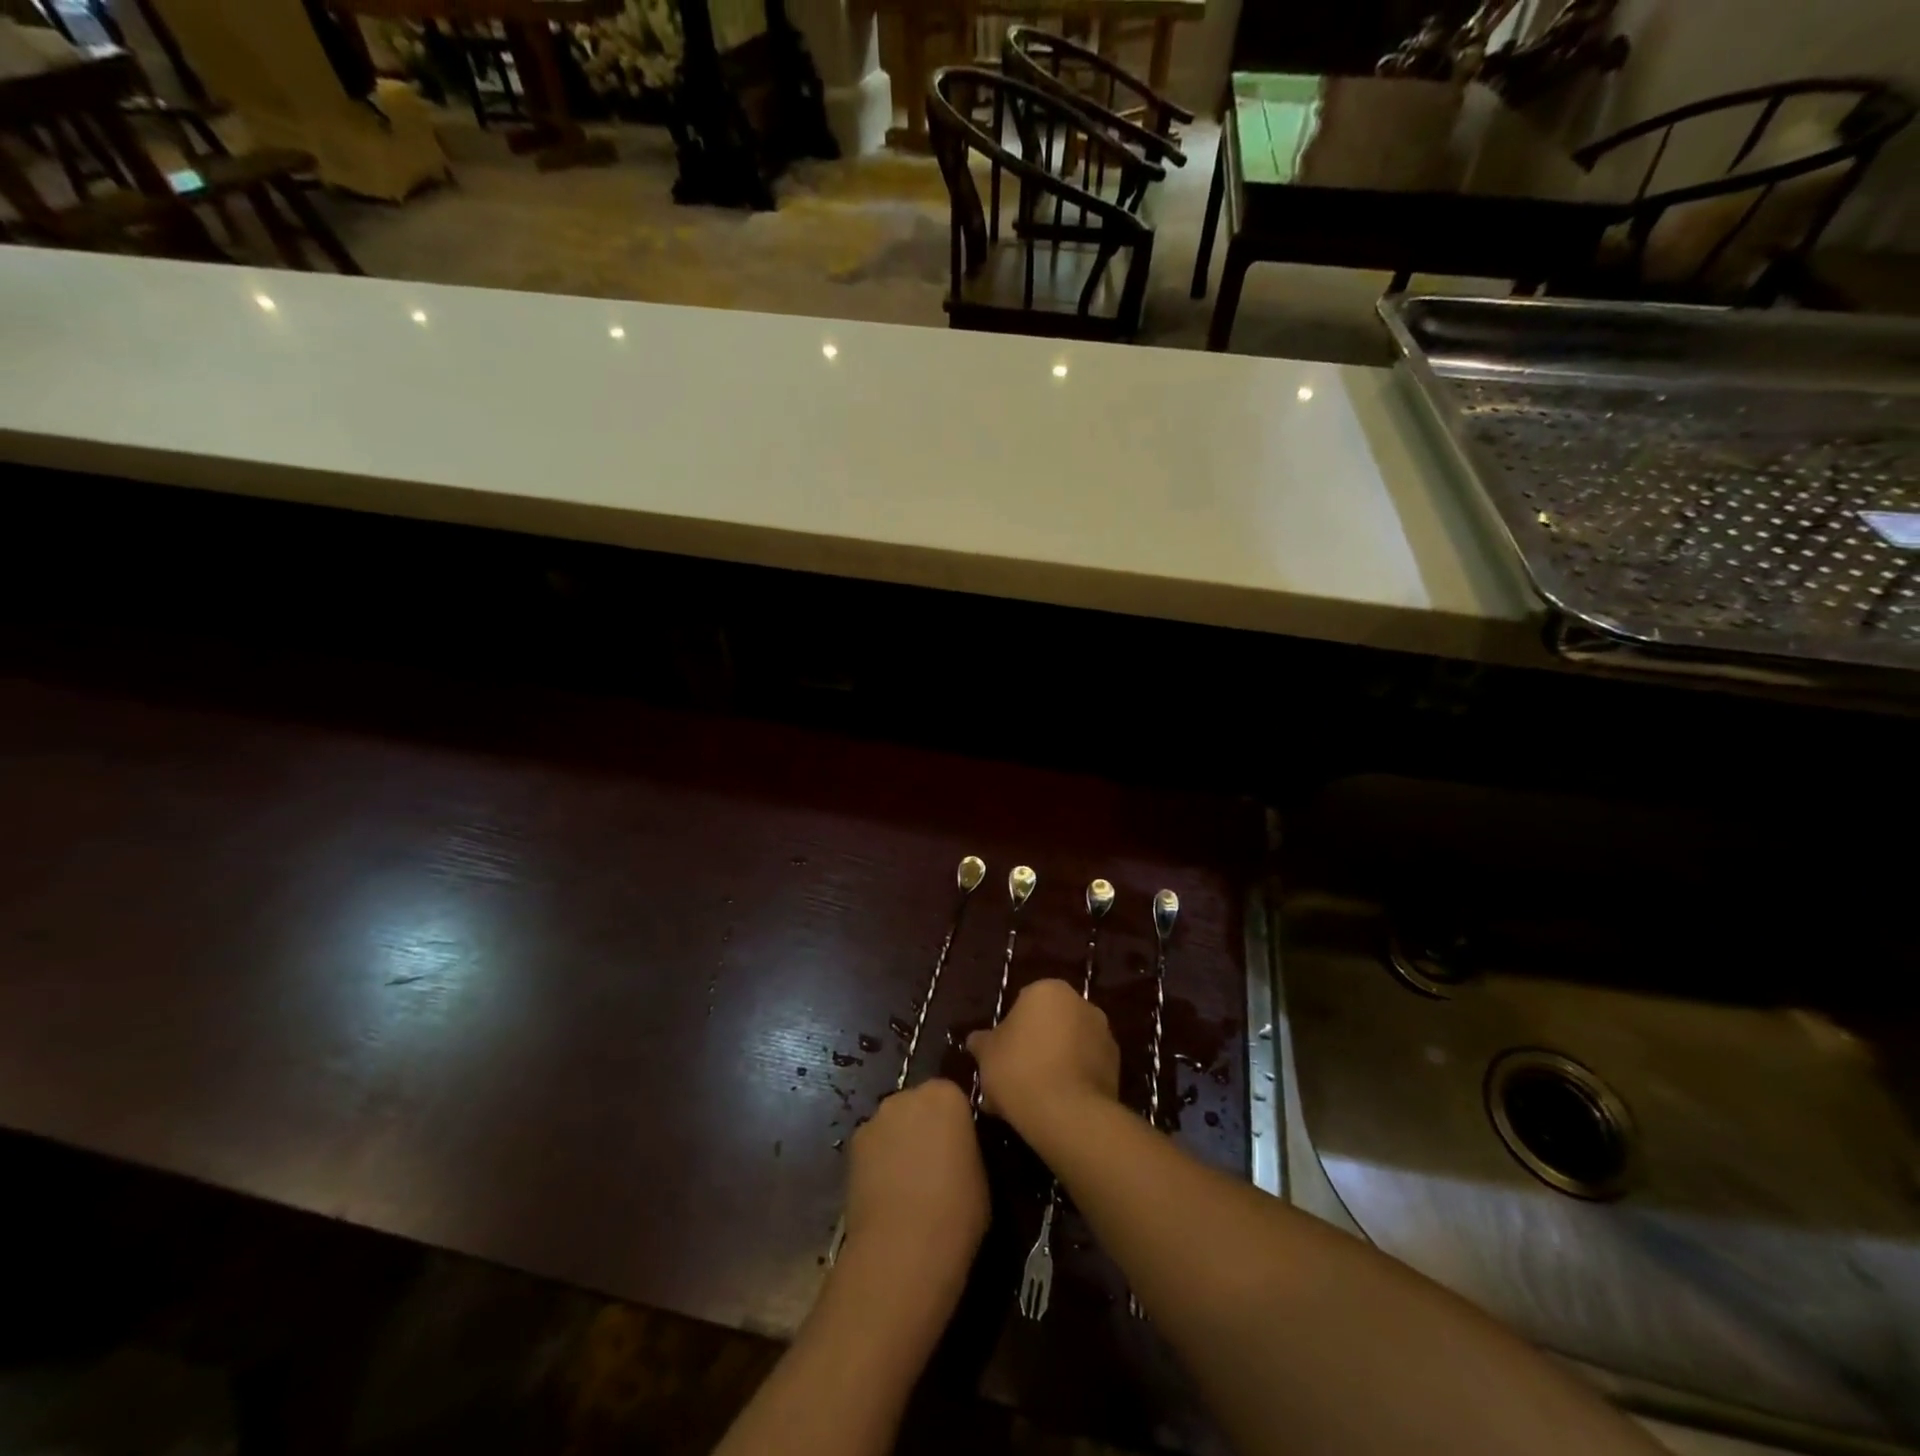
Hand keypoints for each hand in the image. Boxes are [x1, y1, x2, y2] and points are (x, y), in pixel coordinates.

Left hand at [844, 1078, 988, 1295]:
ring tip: (907, 1183)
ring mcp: (876, 1118)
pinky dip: (878, 1161)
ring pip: (893, 1124)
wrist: (903, 1248)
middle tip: (935, 1164)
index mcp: (946, 1095)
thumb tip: (958, 1150)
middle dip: (925, 1126)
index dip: (957, 1123)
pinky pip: (873, 1146)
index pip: (954, 1097)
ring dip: (899, 1142)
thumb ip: (968, 1148)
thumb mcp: (982, 1174)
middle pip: (919, 1105)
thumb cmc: (957, 1211)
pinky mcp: (852, 1145)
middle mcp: (908, 1095)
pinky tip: (885, 1193)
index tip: (961, 1148)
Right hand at [967, 979, 1119, 1140]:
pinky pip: (1083, 1070)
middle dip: (1031, 1048)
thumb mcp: (987, 1054)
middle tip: (1011, 1080)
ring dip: (1050, 1066)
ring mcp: (1103, 1034)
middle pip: (1048, 1025)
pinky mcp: (1115, 1066)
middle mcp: (1081, 1003)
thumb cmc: (1019, 1069)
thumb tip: (976, 1040)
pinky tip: (1050, 1110)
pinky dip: (1069, 1082)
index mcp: (1048, 990)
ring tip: (1028, 1102)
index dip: (1009, 1032)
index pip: (1023, 1003)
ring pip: (1066, 1049)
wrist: (1068, 1114)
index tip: (999, 1057)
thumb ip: (982, 1042)